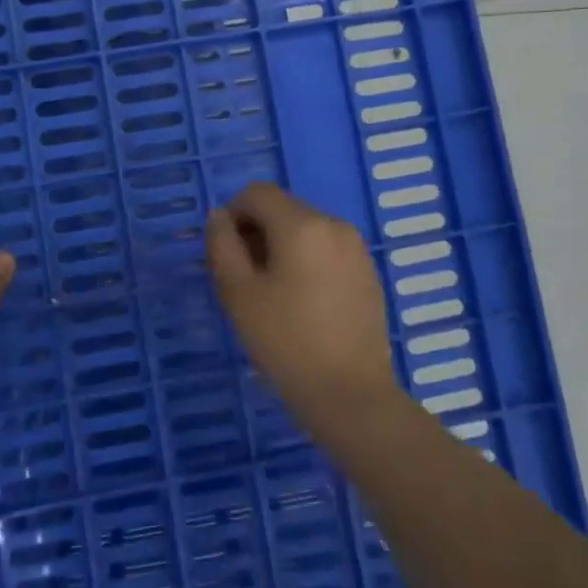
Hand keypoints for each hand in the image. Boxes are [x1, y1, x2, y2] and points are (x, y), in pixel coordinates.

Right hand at [205, 183, 398, 433]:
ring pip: (306, 230)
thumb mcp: (238, 293)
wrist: (350, 394)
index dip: (233, 215)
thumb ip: (222, 245)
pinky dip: (307, 262)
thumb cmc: (286, 342)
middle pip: (284, 209)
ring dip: (282, 248)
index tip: (226, 255)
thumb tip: (220, 217)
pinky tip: (304, 304)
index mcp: (302, 224)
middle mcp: (334, 225)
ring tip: (274, 295)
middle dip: (257, 233)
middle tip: (245, 280)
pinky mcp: (368, 273)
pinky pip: (327, 251)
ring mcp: (356, 249)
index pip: (257, 193)